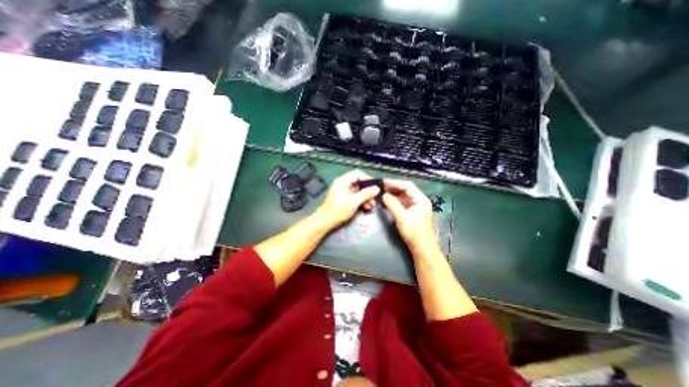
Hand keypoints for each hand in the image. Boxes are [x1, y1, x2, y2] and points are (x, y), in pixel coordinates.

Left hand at [315, 169, 378, 229]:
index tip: (375, 186)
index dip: (367, 178)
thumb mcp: (354, 202)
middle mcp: (342, 183)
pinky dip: (360, 200)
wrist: (325, 221)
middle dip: (367, 190)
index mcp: (343, 181)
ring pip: (357, 190)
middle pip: (358, 182)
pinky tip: (365, 207)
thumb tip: (376, 188)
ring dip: (365, 196)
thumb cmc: (338, 210)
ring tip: (371, 205)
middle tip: (374, 198)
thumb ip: (366, 194)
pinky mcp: (342, 197)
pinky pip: (354, 195)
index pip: (358, 173)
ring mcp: (342, 190)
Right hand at [380, 180, 438, 252]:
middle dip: (393, 188)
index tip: (384, 182)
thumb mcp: (402, 217)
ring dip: (393, 194)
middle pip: (405, 190)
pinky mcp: (411, 212)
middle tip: (381, 187)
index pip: (407, 186)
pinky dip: (394, 201)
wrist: (422, 248)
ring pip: (403, 196)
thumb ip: (393, 204)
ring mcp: (415, 206)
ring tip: (382, 192)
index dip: (395, 183)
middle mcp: (419, 201)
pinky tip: (386, 201)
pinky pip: (402, 203)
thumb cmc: (414, 232)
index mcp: (420, 199)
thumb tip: (384, 195)